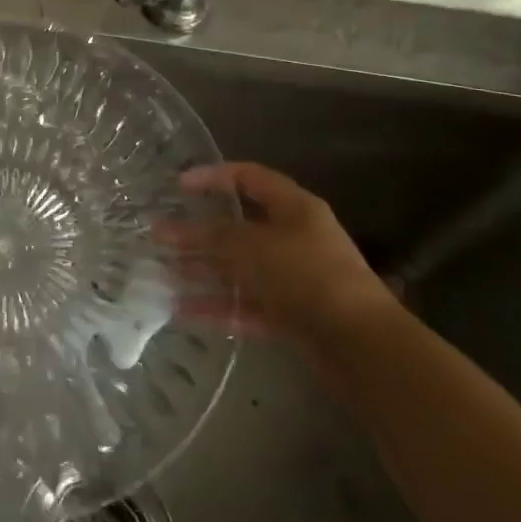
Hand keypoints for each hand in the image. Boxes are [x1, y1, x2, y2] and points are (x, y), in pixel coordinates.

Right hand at [156, 162, 394, 355]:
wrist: (360, 344)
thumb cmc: (306, 276)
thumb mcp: (253, 246)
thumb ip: (210, 236)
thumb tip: (170, 229)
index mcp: (294, 208)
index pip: (249, 178)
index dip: (213, 177)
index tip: (177, 185)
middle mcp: (294, 238)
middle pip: (239, 228)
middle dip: (198, 232)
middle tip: (159, 235)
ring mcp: (293, 278)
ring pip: (239, 269)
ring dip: (202, 270)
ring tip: (162, 274)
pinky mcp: (291, 315)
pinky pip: (246, 304)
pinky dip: (217, 306)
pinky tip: (182, 310)